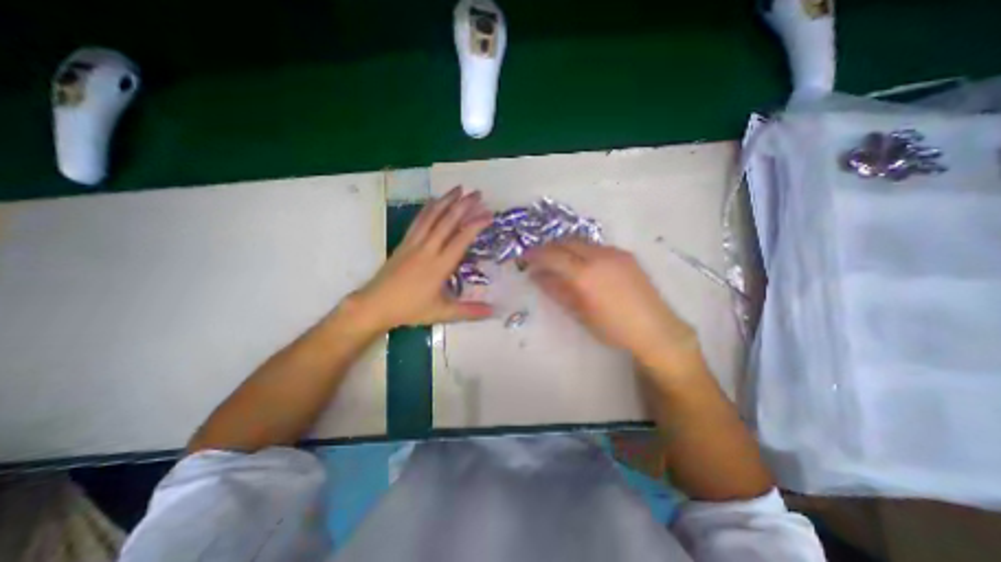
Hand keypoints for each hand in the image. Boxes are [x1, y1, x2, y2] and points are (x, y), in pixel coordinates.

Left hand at [344, 186, 494, 329]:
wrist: (375, 304)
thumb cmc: (411, 309)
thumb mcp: (443, 313)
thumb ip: (470, 311)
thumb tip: (494, 312)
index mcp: (439, 266)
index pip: (461, 239)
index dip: (476, 224)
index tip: (488, 214)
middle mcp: (428, 249)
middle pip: (447, 222)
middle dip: (463, 205)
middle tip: (477, 193)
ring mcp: (414, 243)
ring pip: (431, 216)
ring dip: (446, 201)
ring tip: (458, 188)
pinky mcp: (404, 242)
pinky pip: (418, 221)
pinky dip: (428, 208)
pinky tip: (434, 201)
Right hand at [525, 238, 696, 365]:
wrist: (654, 328)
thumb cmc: (612, 327)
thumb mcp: (578, 312)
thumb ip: (556, 290)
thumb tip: (536, 276)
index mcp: (584, 274)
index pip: (552, 255)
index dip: (535, 254)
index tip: (525, 257)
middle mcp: (598, 256)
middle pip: (566, 241)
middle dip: (549, 247)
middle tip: (540, 258)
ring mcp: (614, 252)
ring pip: (582, 241)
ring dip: (566, 247)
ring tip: (560, 261)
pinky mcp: (625, 254)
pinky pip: (597, 246)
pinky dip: (583, 251)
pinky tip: (584, 265)